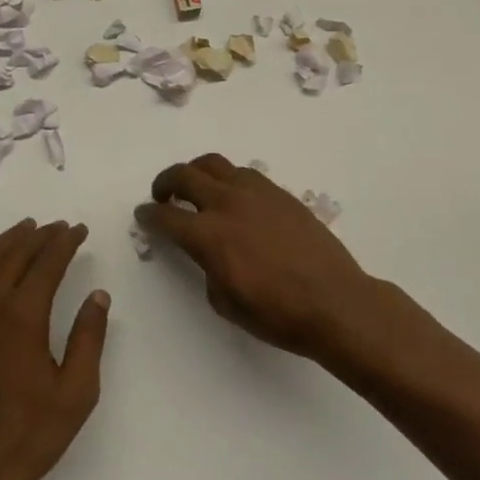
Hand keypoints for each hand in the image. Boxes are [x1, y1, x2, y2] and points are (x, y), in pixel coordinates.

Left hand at [0, 219, 108, 479]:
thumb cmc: (29, 434)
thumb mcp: (76, 392)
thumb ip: (88, 339)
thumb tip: (98, 296)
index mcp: (21, 319)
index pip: (44, 265)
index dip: (63, 243)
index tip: (79, 229)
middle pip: (13, 256)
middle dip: (38, 235)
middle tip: (60, 225)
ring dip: (10, 241)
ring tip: (30, 228)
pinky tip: (5, 264)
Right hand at [137, 154, 417, 367]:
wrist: (335, 303)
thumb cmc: (277, 314)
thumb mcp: (225, 301)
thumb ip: (207, 266)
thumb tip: (208, 251)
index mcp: (208, 235)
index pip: (166, 216)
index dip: (149, 215)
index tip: (143, 214)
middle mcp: (227, 203)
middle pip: (184, 175)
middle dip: (165, 183)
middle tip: (162, 195)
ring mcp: (255, 192)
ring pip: (214, 164)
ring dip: (196, 173)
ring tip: (196, 188)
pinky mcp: (279, 192)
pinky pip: (244, 173)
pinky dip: (228, 179)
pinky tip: (233, 198)